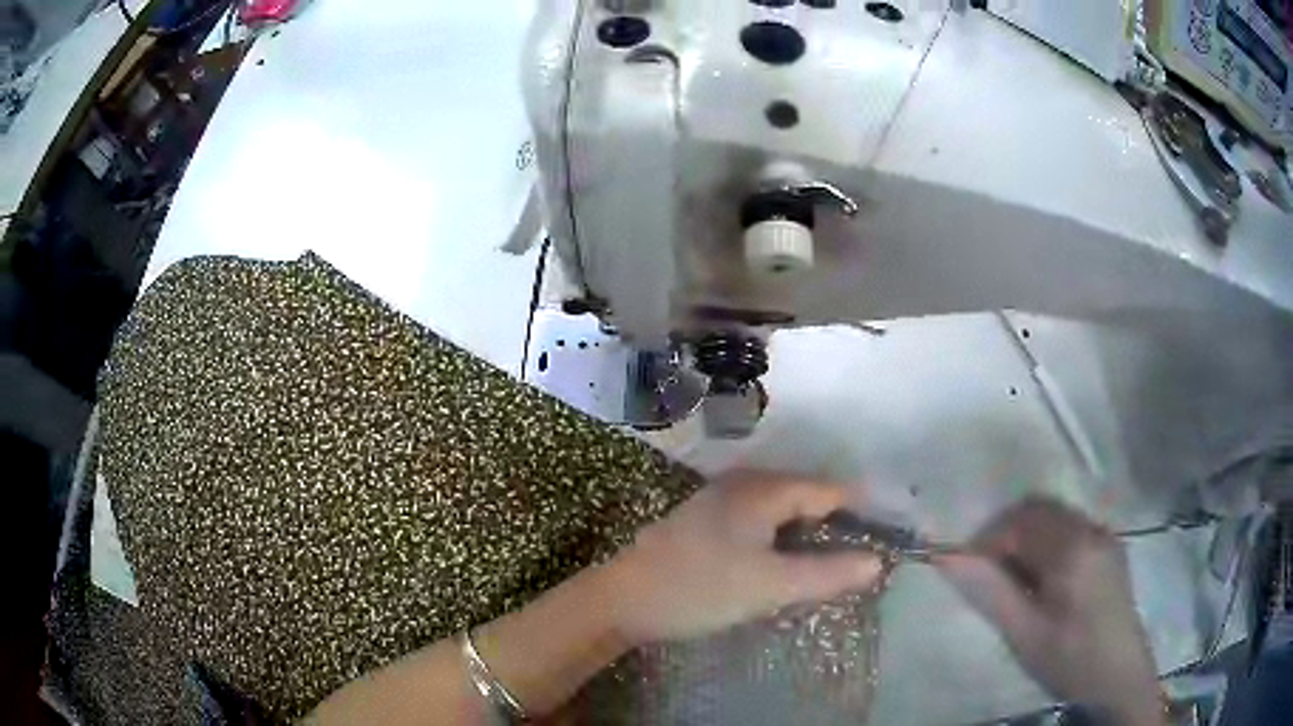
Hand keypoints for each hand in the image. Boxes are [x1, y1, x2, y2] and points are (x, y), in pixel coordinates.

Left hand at [604, 473, 883, 646]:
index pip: (831, 490)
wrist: (622, 600)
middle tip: (864, 560)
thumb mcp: (770, 585)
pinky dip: (783, 541)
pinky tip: (787, 565)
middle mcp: (746, 484)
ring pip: (784, 512)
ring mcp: (723, 501)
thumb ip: (827, 573)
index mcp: (765, 488)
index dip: (863, 513)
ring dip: (810, 536)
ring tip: (834, 566)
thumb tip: (878, 561)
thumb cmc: (699, 589)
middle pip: (809, 497)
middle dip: (838, 525)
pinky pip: (762, 523)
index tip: (888, 539)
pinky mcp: (709, 522)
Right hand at [936, 499, 1165, 725]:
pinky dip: (1048, 542)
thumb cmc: (1069, 659)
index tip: (968, 568)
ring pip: (1056, 516)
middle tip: (987, 572)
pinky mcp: (1111, 548)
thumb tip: (948, 556)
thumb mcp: (1025, 634)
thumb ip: (990, 592)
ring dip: (1027, 536)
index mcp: (1073, 548)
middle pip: (1040, 509)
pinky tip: (1043, 579)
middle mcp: (1092, 529)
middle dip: (1007, 533)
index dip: (989, 539)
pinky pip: (1071, 528)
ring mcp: (1105, 535)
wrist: (1119, 676)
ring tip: (1013, 578)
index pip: (1021, 520)